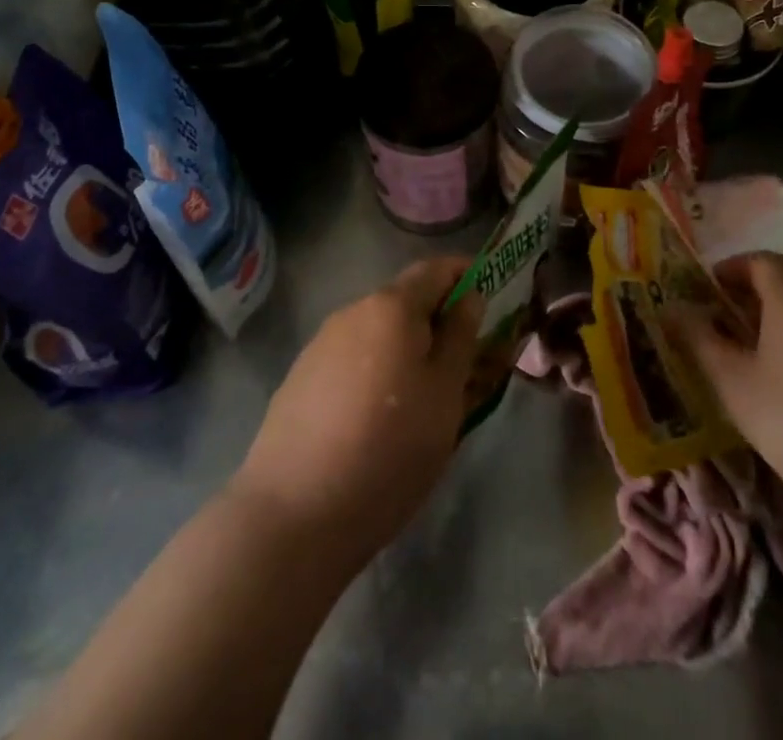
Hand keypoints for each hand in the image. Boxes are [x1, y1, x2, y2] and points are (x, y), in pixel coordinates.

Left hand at [233, 256, 484, 563]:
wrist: (293, 514)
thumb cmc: (389, 449)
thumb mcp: (445, 395)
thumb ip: (461, 337)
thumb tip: (469, 296)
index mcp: (391, 306)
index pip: (435, 269)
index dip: (465, 276)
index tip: (489, 301)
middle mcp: (353, 311)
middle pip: (405, 302)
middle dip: (436, 323)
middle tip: (462, 366)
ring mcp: (320, 345)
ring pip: (378, 334)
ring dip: (405, 351)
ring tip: (421, 402)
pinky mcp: (300, 380)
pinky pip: (352, 361)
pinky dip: (375, 374)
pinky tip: (376, 422)